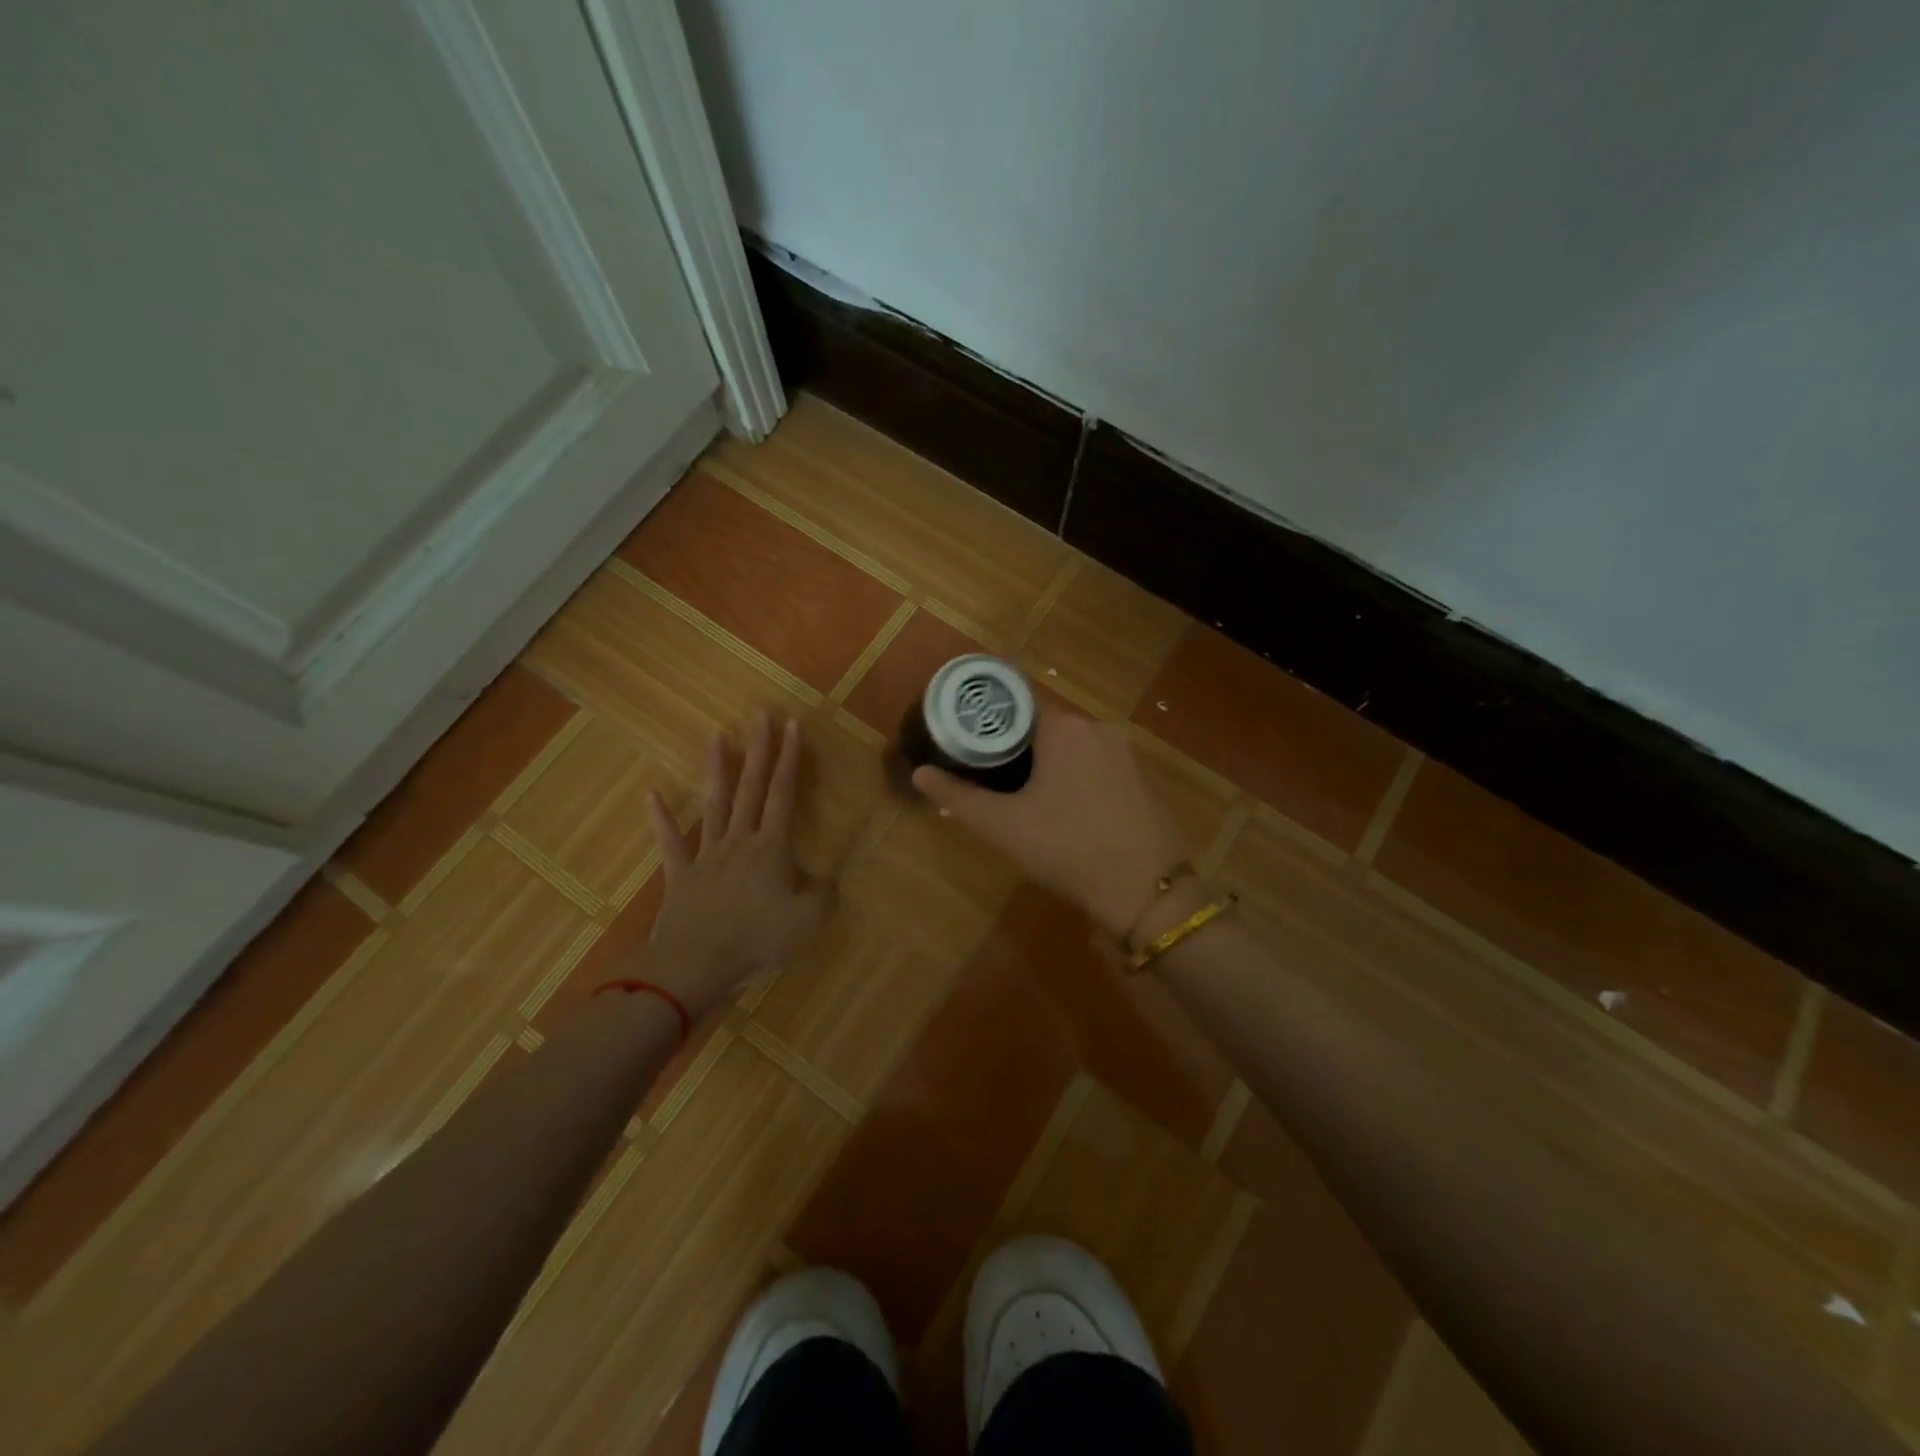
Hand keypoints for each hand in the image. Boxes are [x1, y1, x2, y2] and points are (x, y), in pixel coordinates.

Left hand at [640, 714, 833, 1018]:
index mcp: (771, 848)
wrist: (696, 965)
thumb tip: (824, 880)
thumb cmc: (757, 940)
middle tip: (760, 714)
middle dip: (758, 749)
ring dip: (717, 769)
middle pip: (751, 787)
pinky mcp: (681, 875)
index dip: (790, 758)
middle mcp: (739, 841)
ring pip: (714, 804)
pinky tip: (651, 793)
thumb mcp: (809, 921)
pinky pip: (670, 842)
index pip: (784, 793)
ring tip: (717, 735)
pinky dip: (661, 818)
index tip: (793, 724)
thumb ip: (824, 894)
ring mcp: (707, 855)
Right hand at [911, 707, 1188, 936]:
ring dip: (1044, 765)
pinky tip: (1064, 812)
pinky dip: (1074, 778)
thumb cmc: (1067, 849)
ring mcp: (1125, 753)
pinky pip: (1095, 766)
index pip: (1014, 703)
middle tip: (986, 778)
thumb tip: (919, 773)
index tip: (965, 740)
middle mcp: (1097, 728)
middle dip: (1013, 748)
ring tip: (1019, 798)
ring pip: (1070, 748)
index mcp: (1063, 728)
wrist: (1147, 892)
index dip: (985, 720)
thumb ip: (958, 796)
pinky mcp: (1141, 779)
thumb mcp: (1003, 826)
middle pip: (1042, 726)